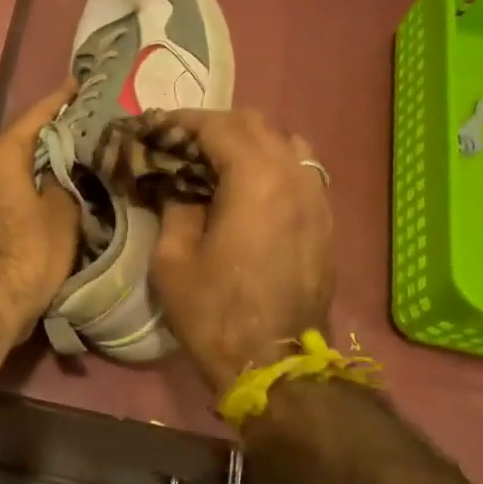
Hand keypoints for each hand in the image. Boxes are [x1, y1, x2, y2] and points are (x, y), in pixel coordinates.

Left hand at [0, 79, 81, 345]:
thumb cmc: (32, 252)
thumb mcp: (62, 212)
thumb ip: (64, 181)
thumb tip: (60, 172)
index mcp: (1, 157)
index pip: (35, 117)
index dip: (60, 100)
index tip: (80, 84)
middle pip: (23, 140)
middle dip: (52, 129)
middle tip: (85, 118)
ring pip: (16, 165)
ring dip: (42, 157)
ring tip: (75, 147)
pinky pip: (11, 185)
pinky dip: (33, 179)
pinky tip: (56, 182)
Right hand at [149, 109, 334, 395]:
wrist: (274, 363)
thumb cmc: (214, 312)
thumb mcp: (173, 259)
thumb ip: (176, 208)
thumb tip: (181, 187)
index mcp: (255, 180)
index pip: (218, 126)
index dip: (183, 121)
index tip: (156, 127)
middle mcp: (294, 177)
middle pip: (257, 126)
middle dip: (215, 126)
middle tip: (182, 144)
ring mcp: (317, 199)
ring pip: (287, 144)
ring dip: (250, 143)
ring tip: (219, 163)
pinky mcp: (325, 222)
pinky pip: (302, 173)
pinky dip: (273, 167)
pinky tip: (250, 190)